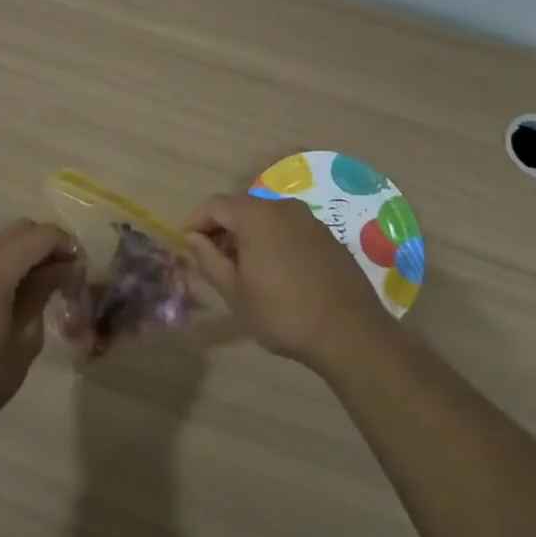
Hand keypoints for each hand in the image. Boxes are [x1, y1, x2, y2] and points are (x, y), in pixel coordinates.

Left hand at [0, 219, 79, 440]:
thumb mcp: (24, 340)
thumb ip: (44, 293)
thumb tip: (67, 267)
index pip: (41, 235)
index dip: (67, 246)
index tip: (81, 271)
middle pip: (21, 230)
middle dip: (48, 245)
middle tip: (65, 278)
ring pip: (2, 240)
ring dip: (26, 253)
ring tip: (42, 288)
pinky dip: (6, 262)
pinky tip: (13, 295)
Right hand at [185, 193, 391, 373]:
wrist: (350, 332)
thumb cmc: (282, 312)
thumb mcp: (235, 292)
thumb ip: (208, 259)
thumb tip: (193, 238)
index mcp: (256, 215)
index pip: (214, 205)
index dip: (195, 221)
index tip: (185, 243)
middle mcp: (282, 207)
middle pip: (241, 207)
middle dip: (221, 228)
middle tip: (211, 258)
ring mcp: (309, 219)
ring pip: (266, 217)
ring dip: (247, 234)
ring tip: (241, 268)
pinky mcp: (327, 235)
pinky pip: (289, 228)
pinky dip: (272, 240)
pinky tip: (274, 271)